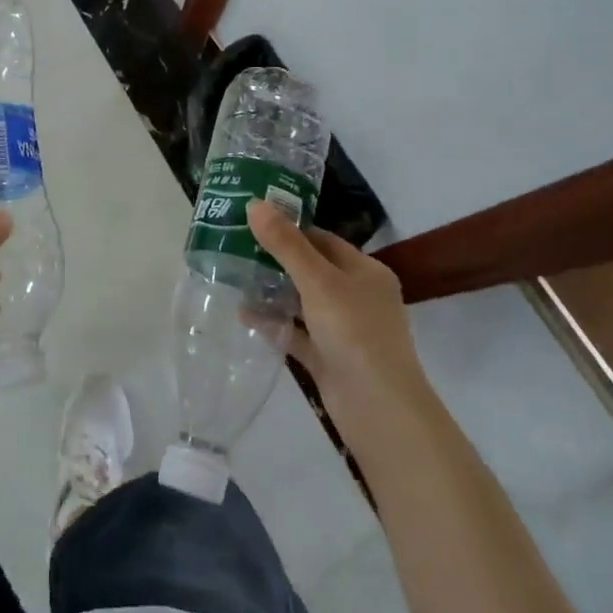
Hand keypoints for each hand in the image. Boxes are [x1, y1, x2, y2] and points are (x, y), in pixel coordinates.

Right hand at [247, 200, 425, 435]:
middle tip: (235, 245)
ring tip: (233, 276)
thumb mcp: (318, 281)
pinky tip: (243, 315)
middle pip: (311, 270)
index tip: (252, 220)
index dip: (290, 228)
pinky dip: (274, 324)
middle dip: (275, 260)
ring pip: (302, 302)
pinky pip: (296, 333)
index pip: (324, 240)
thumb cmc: (355, 332)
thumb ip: (286, 244)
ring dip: (272, 292)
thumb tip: (255, 203)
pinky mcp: (329, 359)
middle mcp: (357, 297)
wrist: (378, 409)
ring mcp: (344, 330)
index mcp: (366, 272)